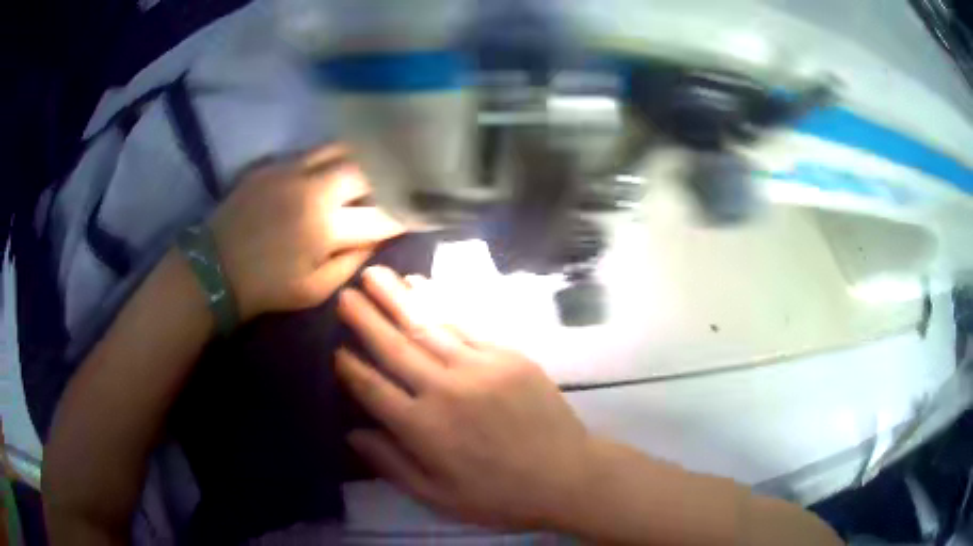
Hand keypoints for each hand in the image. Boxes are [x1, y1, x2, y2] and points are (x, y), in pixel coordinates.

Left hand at [210, 145, 402, 319]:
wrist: (214, 268)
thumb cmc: (266, 288)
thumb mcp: (315, 289)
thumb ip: (351, 262)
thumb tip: (376, 238)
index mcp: (326, 227)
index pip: (381, 213)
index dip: (404, 213)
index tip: (418, 211)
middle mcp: (314, 189)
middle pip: (366, 168)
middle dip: (387, 175)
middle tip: (397, 181)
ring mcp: (291, 170)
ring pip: (340, 149)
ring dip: (360, 158)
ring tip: (371, 165)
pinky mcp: (272, 164)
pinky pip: (311, 151)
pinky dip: (330, 157)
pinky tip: (334, 167)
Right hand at [335, 266, 596, 529]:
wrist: (566, 475)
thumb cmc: (499, 496)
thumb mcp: (438, 496)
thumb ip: (392, 464)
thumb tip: (352, 433)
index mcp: (423, 428)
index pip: (373, 389)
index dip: (350, 367)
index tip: (334, 347)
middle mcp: (444, 389)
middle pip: (394, 346)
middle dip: (365, 318)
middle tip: (344, 293)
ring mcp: (478, 366)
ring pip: (427, 325)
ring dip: (397, 298)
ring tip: (374, 274)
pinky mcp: (506, 355)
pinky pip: (463, 323)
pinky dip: (439, 302)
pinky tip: (422, 286)